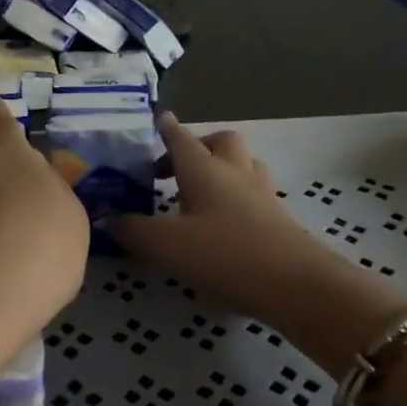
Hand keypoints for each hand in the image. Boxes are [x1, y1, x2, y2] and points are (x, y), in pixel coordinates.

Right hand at [110, 113, 406, 377]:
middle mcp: (234, 173)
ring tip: (201, 193)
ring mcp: (262, 194)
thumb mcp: (166, 245)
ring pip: (244, 164)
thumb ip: (133, 230)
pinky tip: (225, 223)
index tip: (158, 119)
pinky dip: (238, 197)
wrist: (297, 286)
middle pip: (220, 142)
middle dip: (198, 145)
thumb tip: (109, 218)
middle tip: (176, 167)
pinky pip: (255, 193)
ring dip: (223, 169)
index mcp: (203, 170)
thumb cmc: (225, 254)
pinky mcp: (279, 220)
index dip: (166, 128)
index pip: (180, 138)